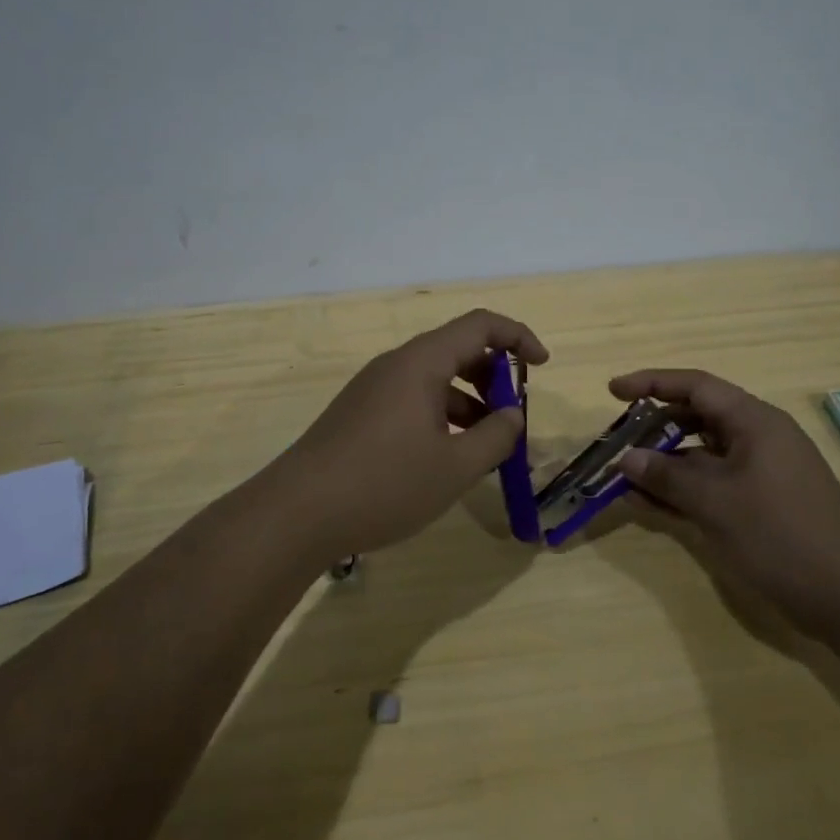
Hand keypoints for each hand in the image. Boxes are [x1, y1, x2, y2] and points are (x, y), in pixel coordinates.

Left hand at [276, 309, 548, 556]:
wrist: (296, 514)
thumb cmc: (384, 484)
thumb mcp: (454, 467)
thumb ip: (495, 437)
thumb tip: (512, 416)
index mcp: (421, 363)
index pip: (480, 326)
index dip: (518, 337)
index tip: (542, 366)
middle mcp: (396, 365)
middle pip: (457, 350)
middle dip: (494, 377)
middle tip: (512, 417)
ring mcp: (374, 389)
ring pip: (434, 379)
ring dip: (468, 402)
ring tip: (485, 448)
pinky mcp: (360, 414)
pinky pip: (413, 400)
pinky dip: (441, 417)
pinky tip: (446, 458)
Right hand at [610, 369, 839, 634]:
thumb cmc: (782, 535)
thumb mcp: (716, 503)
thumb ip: (667, 476)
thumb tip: (626, 458)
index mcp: (754, 421)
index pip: (696, 386)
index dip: (652, 383)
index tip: (613, 391)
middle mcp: (759, 438)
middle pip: (698, 418)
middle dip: (655, 428)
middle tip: (617, 442)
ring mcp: (763, 473)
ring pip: (703, 456)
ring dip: (666, 465)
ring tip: (625, 479)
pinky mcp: (764, 505)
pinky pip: (714, 485)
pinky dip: (685, 491)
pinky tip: (652, 506)